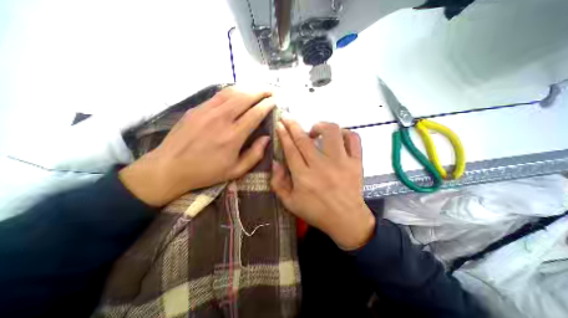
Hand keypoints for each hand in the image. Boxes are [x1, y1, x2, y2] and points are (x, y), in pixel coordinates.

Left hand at [120, 85, 274, 205]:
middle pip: (245, 97)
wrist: (169, 168)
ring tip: (257, 88)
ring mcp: (206, 111)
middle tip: (271, 90)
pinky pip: (218, 95)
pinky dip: (232, 91)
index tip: (275, 101)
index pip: (255, 114)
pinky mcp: (196, 109)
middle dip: (261, 91)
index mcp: (232, 136)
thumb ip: (255, 154)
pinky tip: (238, 93)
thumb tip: (266, 138)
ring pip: (231, 92)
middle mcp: (221, 119)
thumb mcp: (236, 170)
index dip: (267, 105)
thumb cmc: (206, 172)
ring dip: (247, 88)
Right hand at [271, 117, 376, 248]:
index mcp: (304, 177)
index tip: (279, 124)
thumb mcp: (290, 203)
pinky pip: (353, 139)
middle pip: (304, 139)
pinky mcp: (356, 162)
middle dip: (293, 124)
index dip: (284, 134)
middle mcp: (321, 166)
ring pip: (331, 132)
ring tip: (314, 131)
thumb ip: (278, 183)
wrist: (346, 220)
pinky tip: (337, 137)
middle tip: (287, 117)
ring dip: (320, 125)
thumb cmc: (316, 212)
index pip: (291, 149)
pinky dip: (345, 133)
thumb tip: (275, 162)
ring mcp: (341, 162)